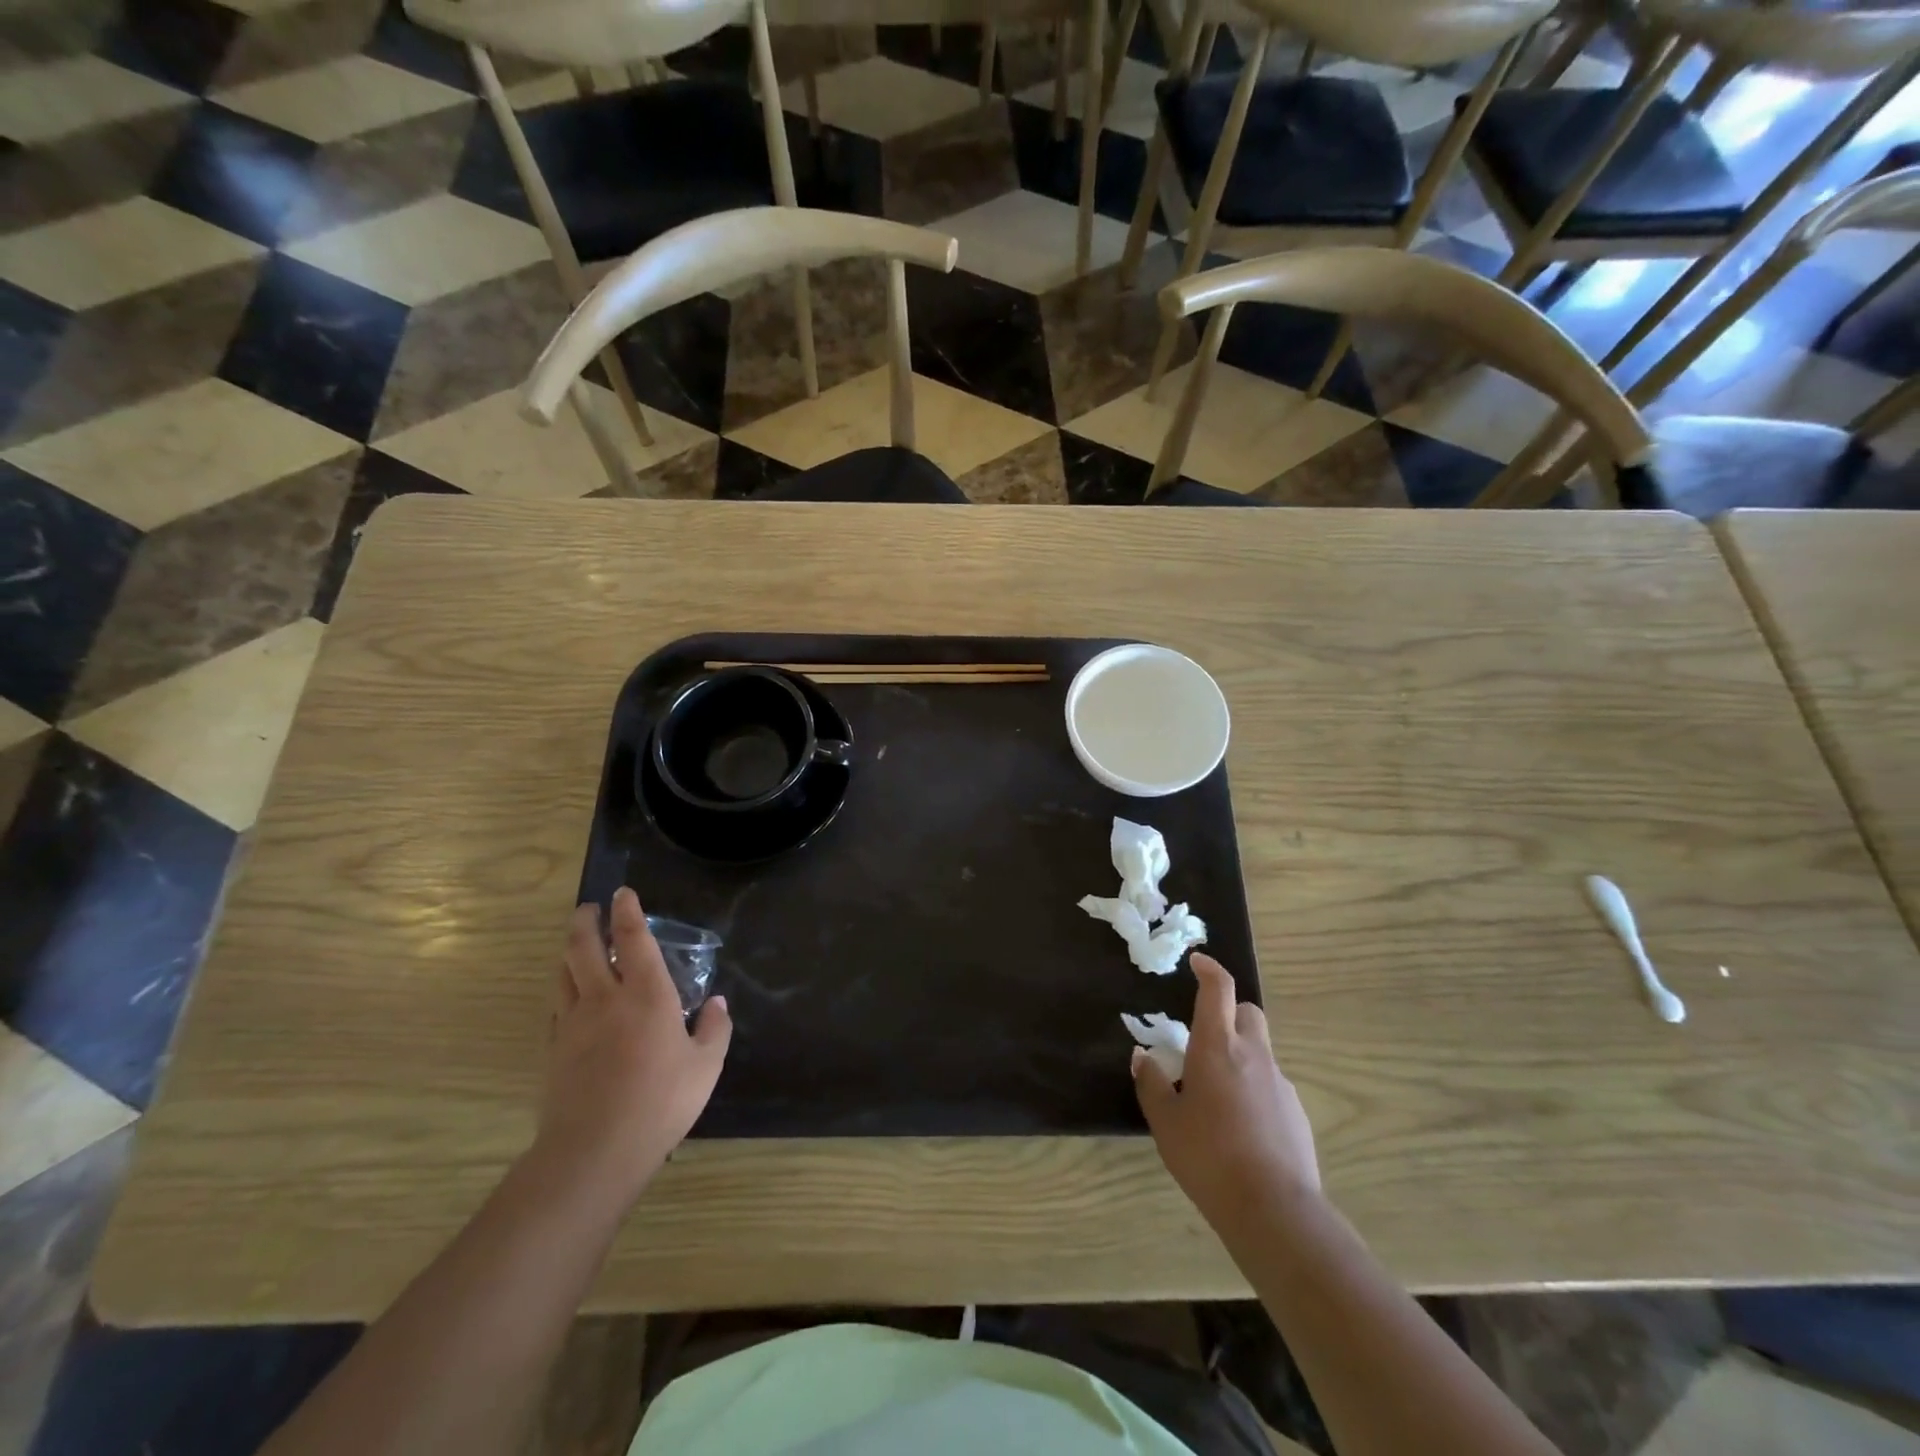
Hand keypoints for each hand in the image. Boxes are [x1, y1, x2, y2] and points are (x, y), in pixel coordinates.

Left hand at [536, 888, 731, 1205]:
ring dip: (568, 951)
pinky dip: (563, 989)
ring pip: (563, 973)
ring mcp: (573, 1023)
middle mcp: (605, 998)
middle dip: (585, 921)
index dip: (627, 912)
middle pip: (583, 947)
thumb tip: (718, 1003)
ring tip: (575, 943)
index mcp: (647, 994)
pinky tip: (570, 996)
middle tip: (589, 909)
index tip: (623, 893)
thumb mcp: (706, 1066)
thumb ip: (714, 1029)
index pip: (632, 939)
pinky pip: (556, 1007)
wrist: (595, 1150)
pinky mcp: (554, 1050)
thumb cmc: (661, 1101)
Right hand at [1132, 953, 1319, 1228]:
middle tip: (1205, 1039)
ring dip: (1240, 1057)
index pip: (1219, 989)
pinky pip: (1272, 1086)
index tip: (1197, 962)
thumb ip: (1152, 1084)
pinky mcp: (1297, 1113)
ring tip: (1217, 1096)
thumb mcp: (1166, 1122)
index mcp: (1217, 1046)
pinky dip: (1255, 1090)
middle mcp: (1253, 1055)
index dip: (1209, 968)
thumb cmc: (1209, 1156)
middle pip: (1248, 1013)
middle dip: (1229, 1014)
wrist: (1274, 1210)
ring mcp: (1280, 1083)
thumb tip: (1143, 1057)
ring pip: (1260, 1052)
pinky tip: (1241, 1128)